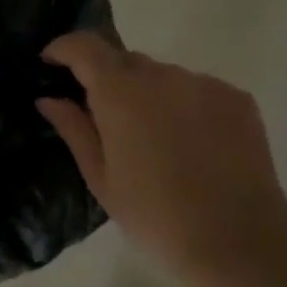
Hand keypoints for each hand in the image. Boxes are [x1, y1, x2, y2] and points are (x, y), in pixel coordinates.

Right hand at [37, 33, 286, 286]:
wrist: (237, 239)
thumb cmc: (155, 215)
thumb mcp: (101, 179)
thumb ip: (74, 129)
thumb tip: (49, 98)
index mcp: (121, 93)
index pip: (85, 47)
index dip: (63, 48)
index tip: (51, 62)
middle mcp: (162, 75)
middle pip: (125, 60)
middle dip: (108, 80)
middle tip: (106, 121)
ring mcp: (204, 83)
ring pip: (164, 77)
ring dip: (150, 95)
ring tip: (156, 142)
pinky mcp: (237, 98)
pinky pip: (198, 90)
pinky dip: (185, 106)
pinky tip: (193, 146)